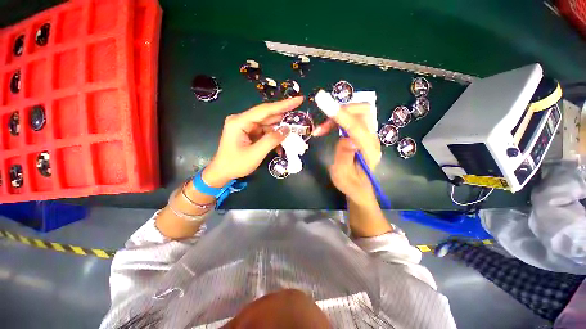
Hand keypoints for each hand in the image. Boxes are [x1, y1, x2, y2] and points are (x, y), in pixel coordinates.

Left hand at [202, 97, 303, 186]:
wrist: (222, 172)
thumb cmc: (236, 164)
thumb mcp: (255, 154)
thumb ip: (271, 140)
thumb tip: (287, 129)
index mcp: (240, 122)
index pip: (265, 110)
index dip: (283, 105)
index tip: (299, 99)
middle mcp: (243, 120)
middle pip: (267, 116)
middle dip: (283, 118)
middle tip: (299, 117)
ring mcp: (246, 126)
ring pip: (268, 125)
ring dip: (279, 131)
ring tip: (292, 135)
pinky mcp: (249, 132)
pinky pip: (265, 132)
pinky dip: (273, 138)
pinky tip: (280, 146)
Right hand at [324, 104, 381, 204]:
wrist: (360, 188)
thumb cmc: (350, 184)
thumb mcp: (342, 175)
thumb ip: (344, 157)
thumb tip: (347, 138)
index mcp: (369, 151)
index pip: (356, 127)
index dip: (341, 114)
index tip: (323, 102)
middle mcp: (373, 139)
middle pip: (363, 111)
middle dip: (341, 111)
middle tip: (323, 123)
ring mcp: (370, 135)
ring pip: (358, 112)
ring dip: (339, 115)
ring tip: (322, 129)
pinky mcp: (364, 134)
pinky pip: (353, 118)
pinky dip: (339, 118)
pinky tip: (328, 128)